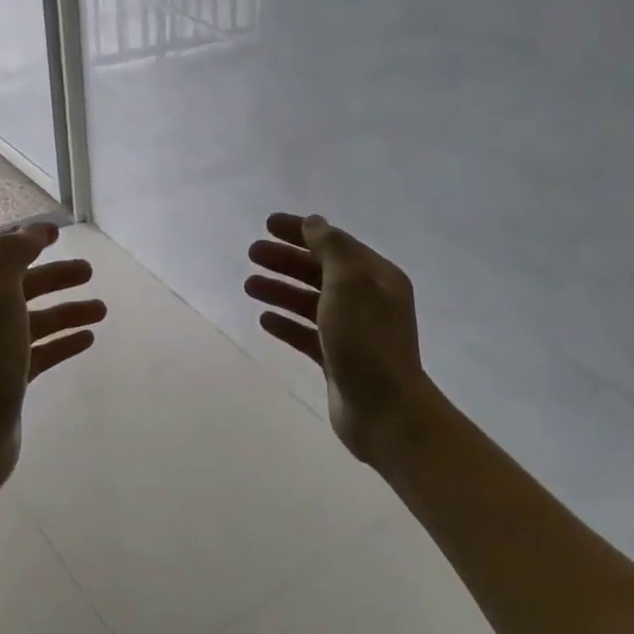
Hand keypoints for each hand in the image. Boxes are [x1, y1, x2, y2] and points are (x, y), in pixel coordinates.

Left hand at [0, 223, 103, 496]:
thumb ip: (11, 258)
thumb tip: (30, 232)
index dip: (24, 239)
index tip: (58, 233)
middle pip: (18, 286)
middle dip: (54, 275)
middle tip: (89, 272)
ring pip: (33, 320)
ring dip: (66, 310)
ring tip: (101, 311)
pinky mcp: (7, 381)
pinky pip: (39, 352)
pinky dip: (63, 342)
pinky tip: (87, 340)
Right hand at [245, 212, 437, 466]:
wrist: (384, 410)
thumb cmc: (366, 342)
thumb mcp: (349, 284)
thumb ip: (330, 249)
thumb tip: (314, 223)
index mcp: (377, 278)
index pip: (335, 244)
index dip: (301, 231)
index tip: (267, 224)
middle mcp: (368, 301)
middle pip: (321, 271)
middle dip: (286, 260)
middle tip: (252, 254)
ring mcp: (353, 332)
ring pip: (311, 302)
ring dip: (281, 290)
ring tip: (249, 285)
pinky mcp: (338, 360)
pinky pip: (308, 334)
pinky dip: (287, 324)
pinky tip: (264, 320)